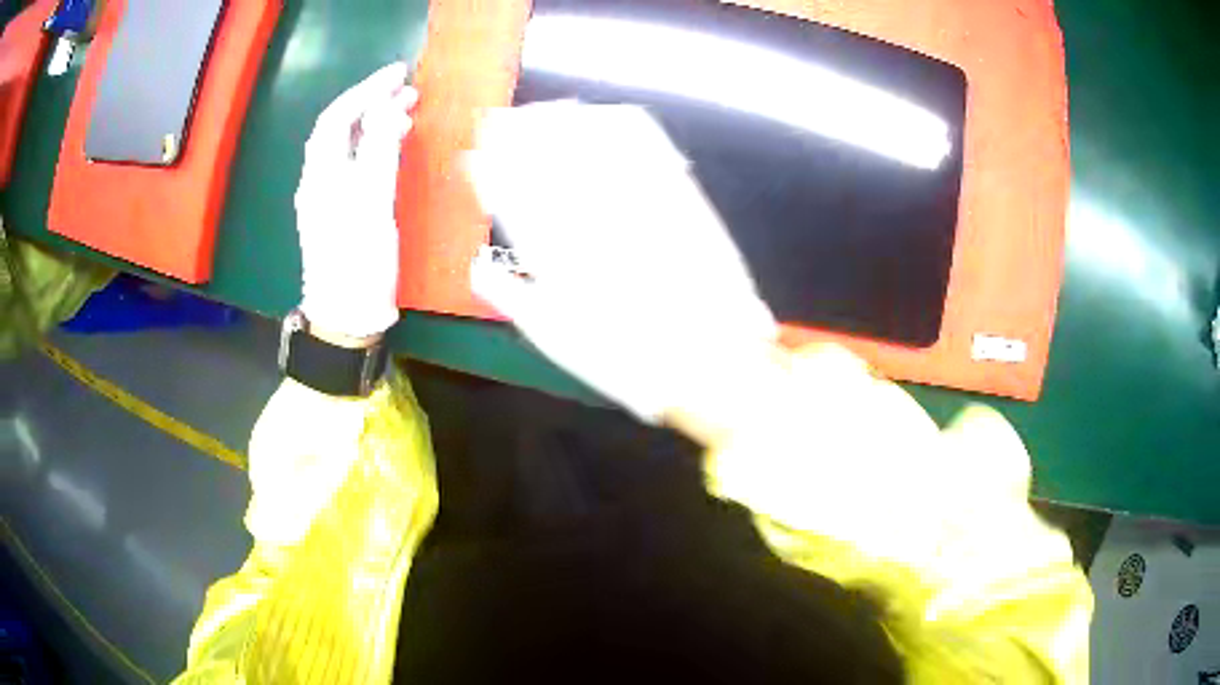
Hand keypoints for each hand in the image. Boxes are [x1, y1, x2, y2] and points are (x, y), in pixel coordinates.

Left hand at [295, 63, 416, 340]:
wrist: (347, 315)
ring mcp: (327, 197)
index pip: (338, 117)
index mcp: (320, 175)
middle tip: (408, 89)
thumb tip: (387, 109)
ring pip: (347, 146)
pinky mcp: (340, 212)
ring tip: (407, 111)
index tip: (399, 74)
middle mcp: (318, 180)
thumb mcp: (372, 202)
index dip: (366, 90)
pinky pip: (355, 165)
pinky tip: (392, 147)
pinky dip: (375, 147)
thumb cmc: (359, 261)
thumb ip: (378, 151)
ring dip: (374, 123)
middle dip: (371, 103)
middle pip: (339, 129)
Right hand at [467, 102, 777, 424]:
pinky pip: (648, 145)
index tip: (474, 155)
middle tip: (498, 120)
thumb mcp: (554, 337)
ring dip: (562, 120)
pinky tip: (607, 116)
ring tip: (547, 112)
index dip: (488, 169)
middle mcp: (591, 214)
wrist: (708, 358)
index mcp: (554, 251)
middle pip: (545, 156)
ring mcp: (637, 199)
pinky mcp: (679, 195)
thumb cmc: (624, 356)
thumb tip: (476, 265)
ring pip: (590, 142)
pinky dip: (621, 125)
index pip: (509, 194)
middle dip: (515, 131)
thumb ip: (509, 295)